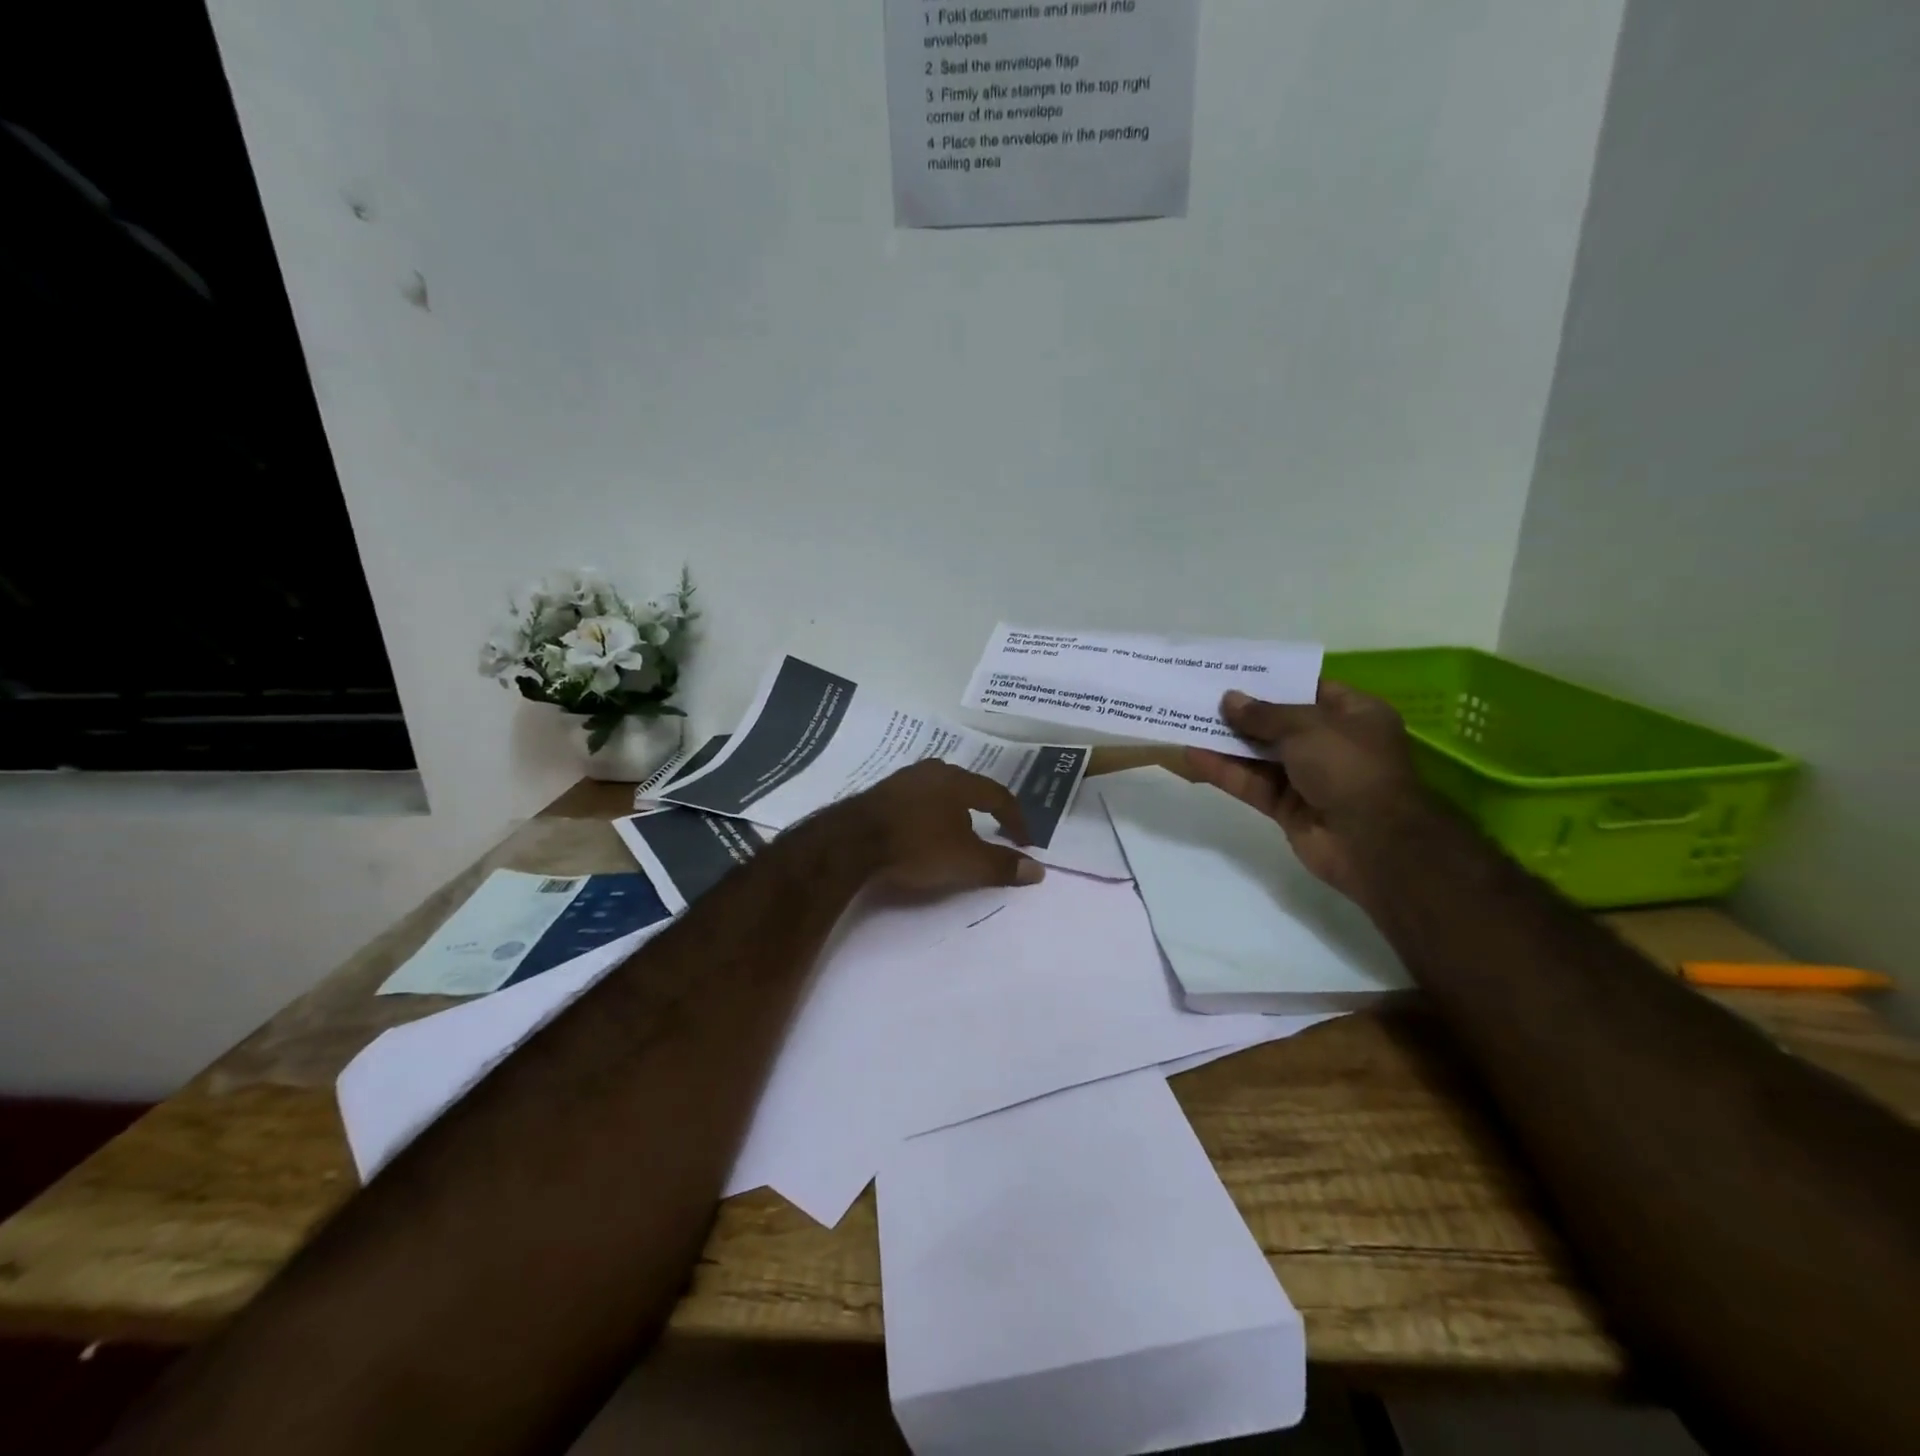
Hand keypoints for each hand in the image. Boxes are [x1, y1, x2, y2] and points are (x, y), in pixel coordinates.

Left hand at [841, 761, 1045, 894]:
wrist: (851, 842)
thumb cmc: (917, 846)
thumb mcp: (966, 862)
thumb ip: (1002, 865)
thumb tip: (1039, 870)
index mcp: (959, 781)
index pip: (998, 795)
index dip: (1015, 818)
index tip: (1024, 841)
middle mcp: (933, 771)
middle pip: (968, 787)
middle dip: (983, 809)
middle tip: (991, 830)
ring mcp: (903, 779)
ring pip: (939, 791)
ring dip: (953, 810)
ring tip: (957, 832)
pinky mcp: (879, 793)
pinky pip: (915, 800)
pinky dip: (928, 814)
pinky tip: (921, 831)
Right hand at [1186, 681, 1431, 903]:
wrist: (1370, 842)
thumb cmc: (1348, 767)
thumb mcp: (1307, 727)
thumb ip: (1263, 714)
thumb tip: (1229, 699)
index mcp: (1354, 715)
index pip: (1311, 690)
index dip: (1274, 682)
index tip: (1237, 674)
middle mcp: (1332, 744)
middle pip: (1279, 724)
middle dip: (1243, 713)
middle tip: (1203, 696)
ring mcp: (1309, 778)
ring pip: (1260, 755)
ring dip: (1227, 742)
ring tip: (1188, 721)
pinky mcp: (1287, 807)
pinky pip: (1252, 783)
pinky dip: (1224, 771)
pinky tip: (1192, 756)